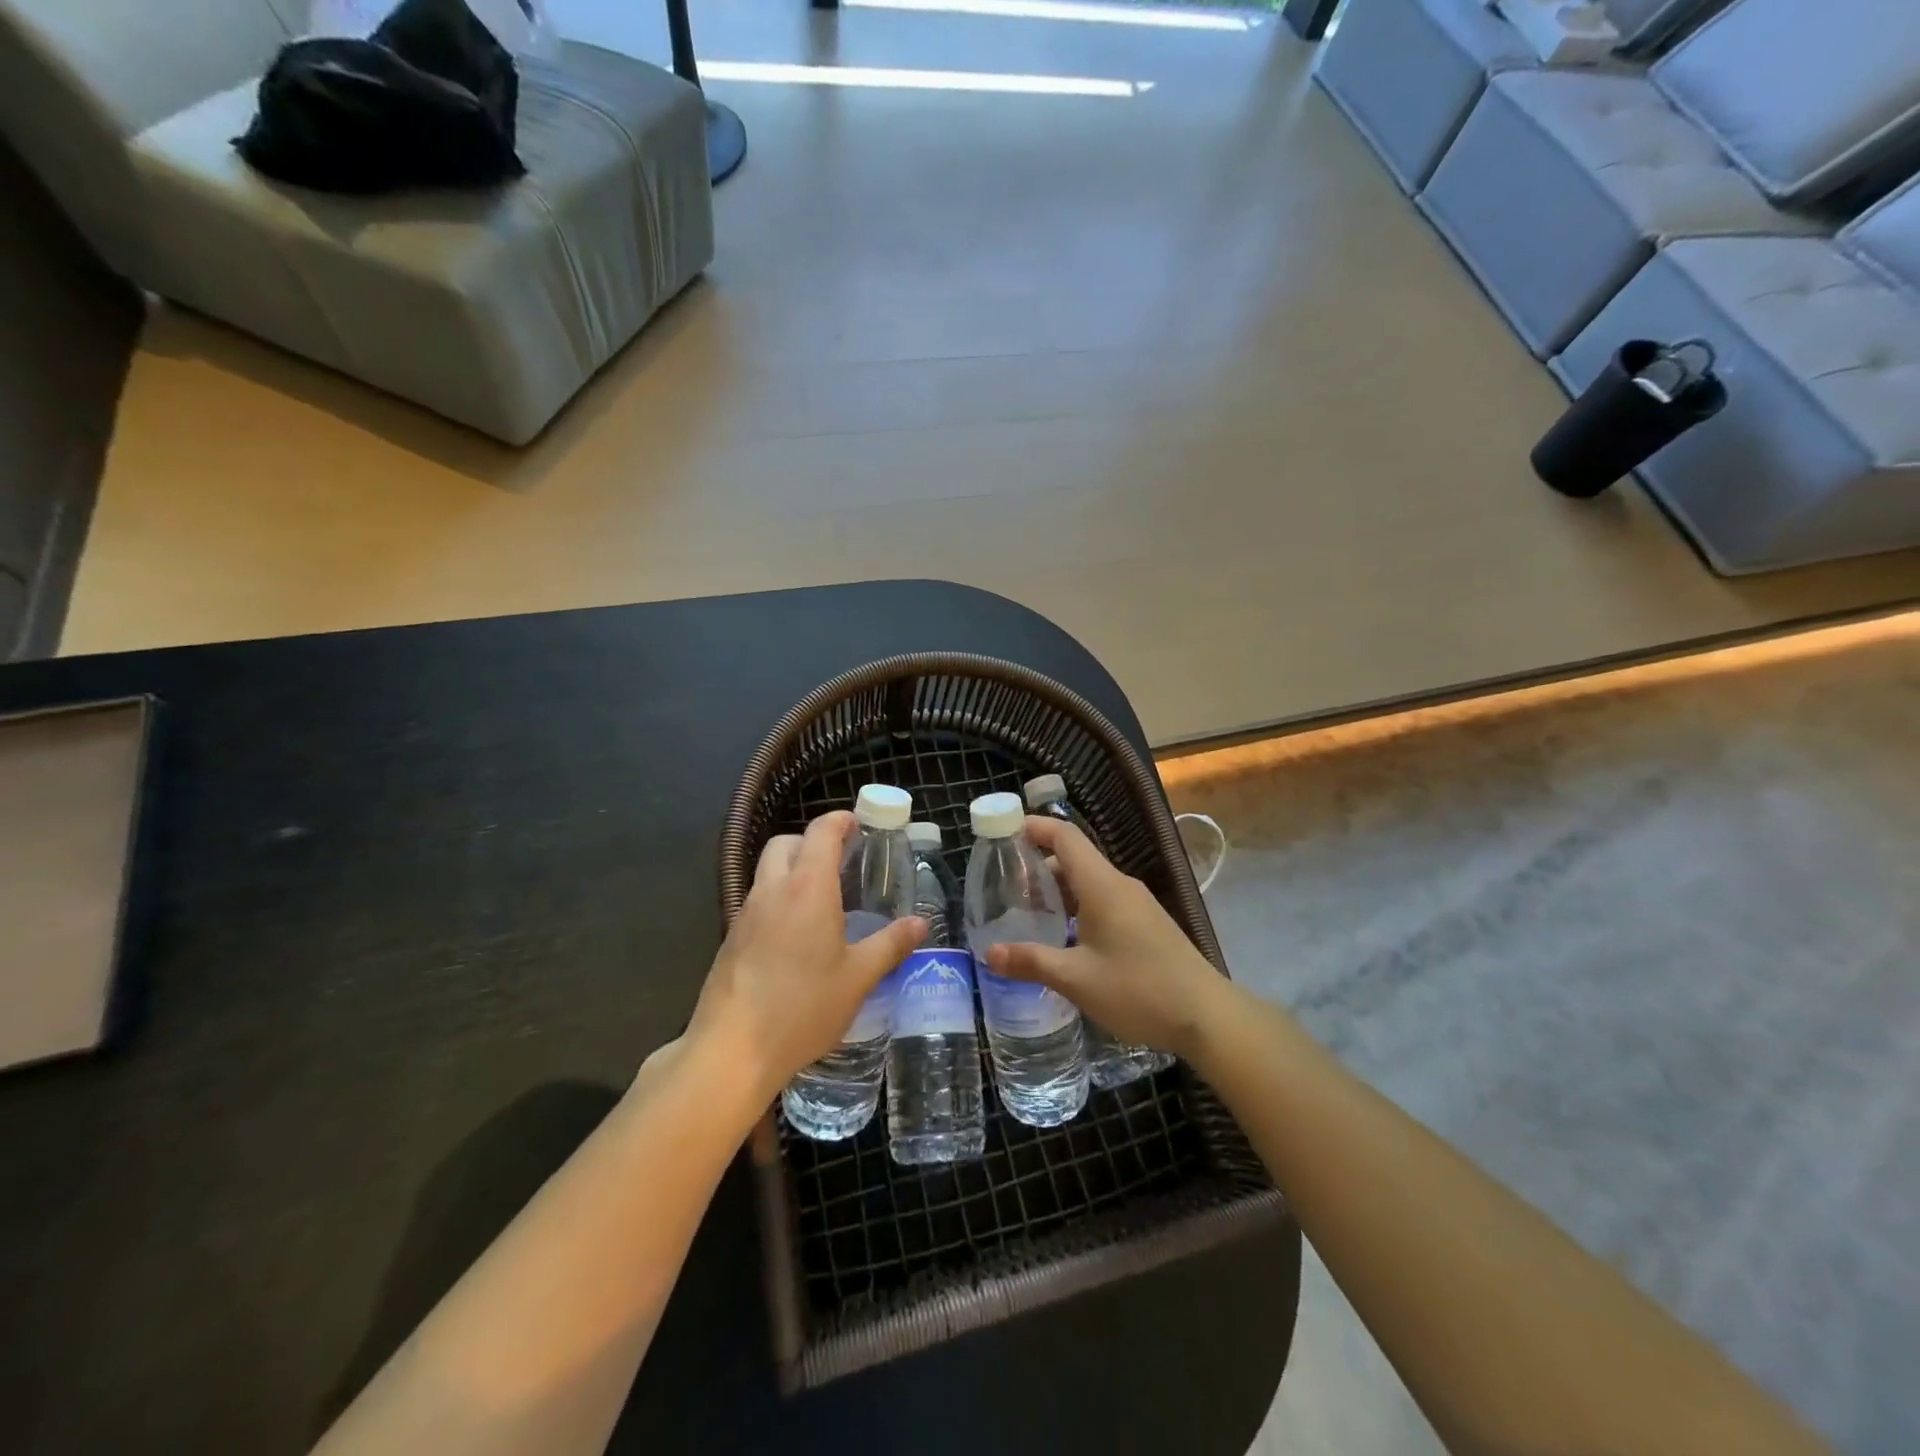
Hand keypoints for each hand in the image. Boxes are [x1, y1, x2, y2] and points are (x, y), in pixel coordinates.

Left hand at [687, 811, 924, 1106]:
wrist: (732, 1049)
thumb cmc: (803, 1007)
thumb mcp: (858, 978)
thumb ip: (890, 945)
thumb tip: (920, 923)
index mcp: (808, 888)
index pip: (821, 832)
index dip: (840, 821)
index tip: (857, 825)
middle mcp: (773, 890)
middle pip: (786, 843)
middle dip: (811, 841)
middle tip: (840, 862)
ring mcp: (746, 914)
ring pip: (767, 871)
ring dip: (792, 870)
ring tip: (822, 900)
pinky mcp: (731, 939)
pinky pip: (757, 901)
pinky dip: (778, 900)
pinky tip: (795, 936)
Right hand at [985, 816, 1229, 1060]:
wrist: (1207, 1016)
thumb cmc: (1139, 990)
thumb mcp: (1077, 979)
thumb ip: (1031, 961)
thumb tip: (989, 953)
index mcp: (1102, 885)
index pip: (1065, 836)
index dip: (1034, 827)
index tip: (1003, 832)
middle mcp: (1119, 885)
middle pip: (1074, 858)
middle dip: (1038, 866)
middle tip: (1004, 887)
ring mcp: (1136, 904)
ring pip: (1089, 882)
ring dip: (1057, 891)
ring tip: (1027, 914)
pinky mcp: (1145, 923)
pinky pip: (1103, 900)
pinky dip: (1077, 907)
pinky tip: (1063, 937)